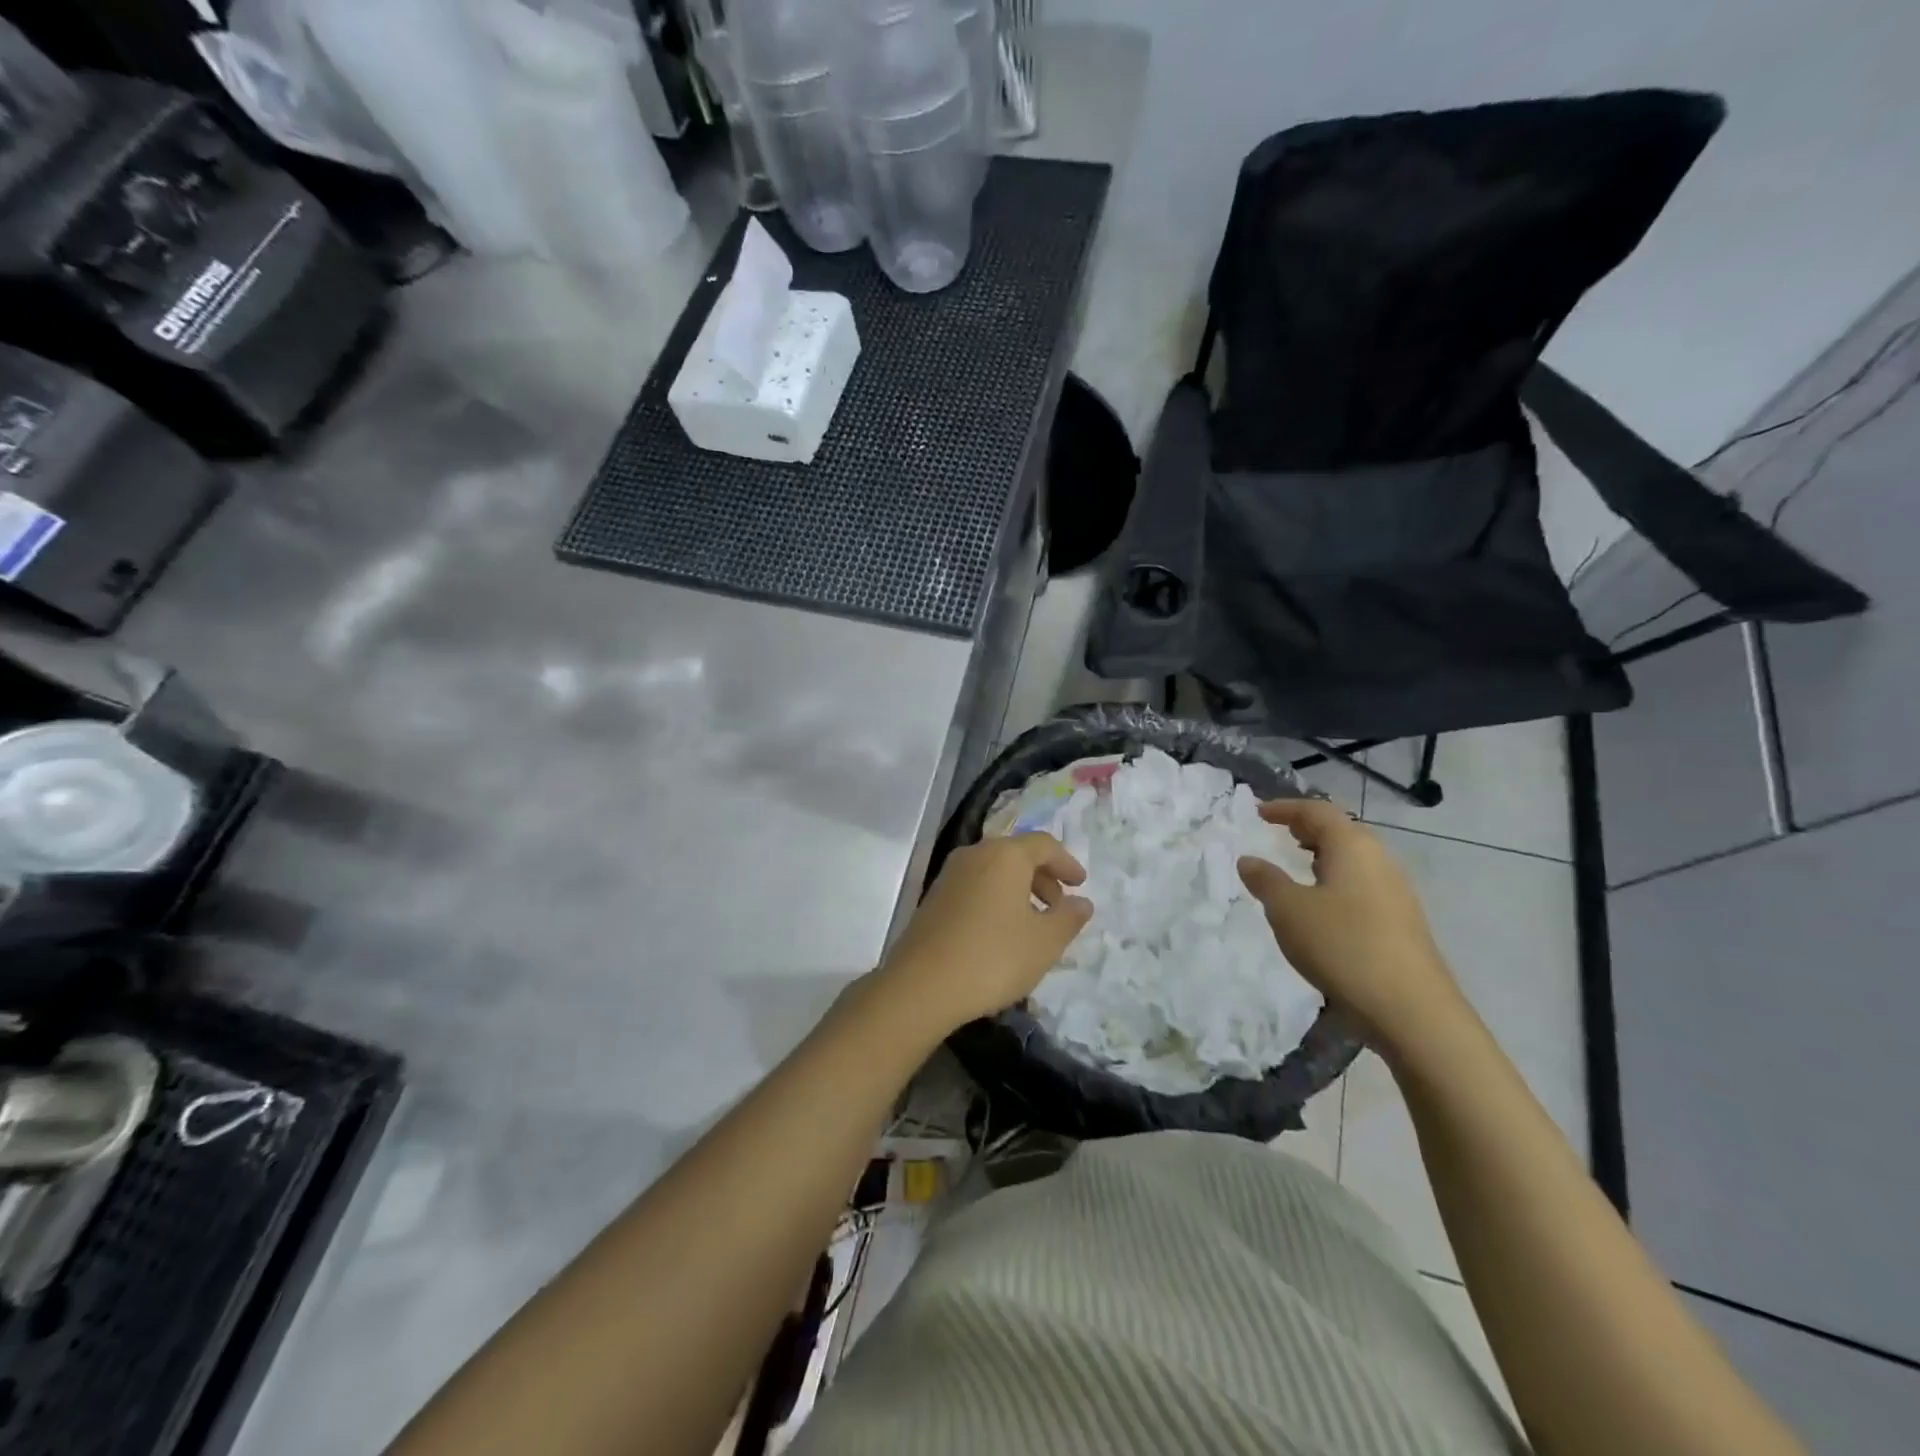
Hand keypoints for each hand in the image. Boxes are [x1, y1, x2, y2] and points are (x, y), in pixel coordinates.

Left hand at [877, 833, 1092, 1032]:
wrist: (921, 985)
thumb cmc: (993, 957)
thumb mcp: (1044, 942)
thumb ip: (1068, 918)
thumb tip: (1081, 902)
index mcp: (1005, 855)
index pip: (1044, 845)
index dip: (1066, 863)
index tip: (1080, 885)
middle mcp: (975, 854)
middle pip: (1016, 854)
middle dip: (1043, 877)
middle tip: (1058, 907)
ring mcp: (949, 874)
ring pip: (994, 871)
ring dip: (1019, 889)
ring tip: (1032, 924)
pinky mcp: (933, 897)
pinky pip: (975, 886)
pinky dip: (995, 899)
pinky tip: (1000, 933)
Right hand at [1237, 799, 1465, 1056]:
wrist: (1412, 1010)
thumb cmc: (1342, 946)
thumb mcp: (1288, 911)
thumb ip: (1266, 880)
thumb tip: (1249, 860)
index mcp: (1353, 847)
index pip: (1317, 811)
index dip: (1286, 808)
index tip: (1259, 812)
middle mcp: (1380, 860)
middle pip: (1342, 831)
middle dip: (1309, 829)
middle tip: (1280, 834)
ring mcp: (1396, 892)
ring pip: (1355, 860)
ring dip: (1324, 857)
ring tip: (1298, 868)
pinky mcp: (1402, 922)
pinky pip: (1363, 885)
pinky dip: (1337, 882)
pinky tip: (1323, 907)